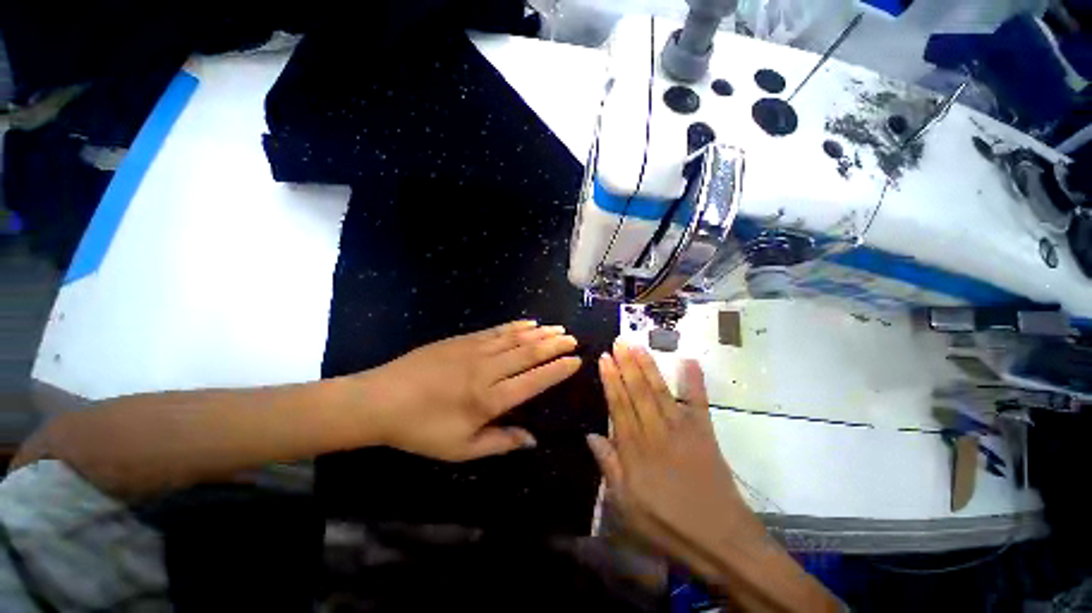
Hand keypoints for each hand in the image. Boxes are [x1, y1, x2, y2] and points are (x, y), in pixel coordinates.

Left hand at [358, 321, 580, 461]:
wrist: (381, 399)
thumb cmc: (422, 429)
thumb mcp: (460, 448)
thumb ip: (500, 442)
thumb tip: (532, 439)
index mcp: (489, 399)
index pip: (534, 381)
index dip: (557, 370)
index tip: (576, 361)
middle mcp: (488, 370)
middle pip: (529, 353)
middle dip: (554, 345)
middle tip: (573, 339)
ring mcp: (475, 350)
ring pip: (516, 338)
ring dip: (540, 333)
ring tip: (558, 328)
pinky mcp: (463, 340)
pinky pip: (497, 330)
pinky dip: (516, 326)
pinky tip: (528, 323)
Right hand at [587, 340, 765, 579]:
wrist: (720, 541)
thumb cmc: (666, 526)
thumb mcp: (625, 506)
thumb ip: (608, 466)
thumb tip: (591, 435)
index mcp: (635, 450)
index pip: (619, 405)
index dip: (610, 380)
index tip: (604, 358)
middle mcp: (656, 432)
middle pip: (638, 392)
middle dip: (626, 364)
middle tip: (619, 341)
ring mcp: (682, 430)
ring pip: (660, 391)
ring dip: (648, 366)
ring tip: (638, 345)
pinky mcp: (705, 433)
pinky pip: (699, 403)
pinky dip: (695, 382)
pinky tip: (690, 361)